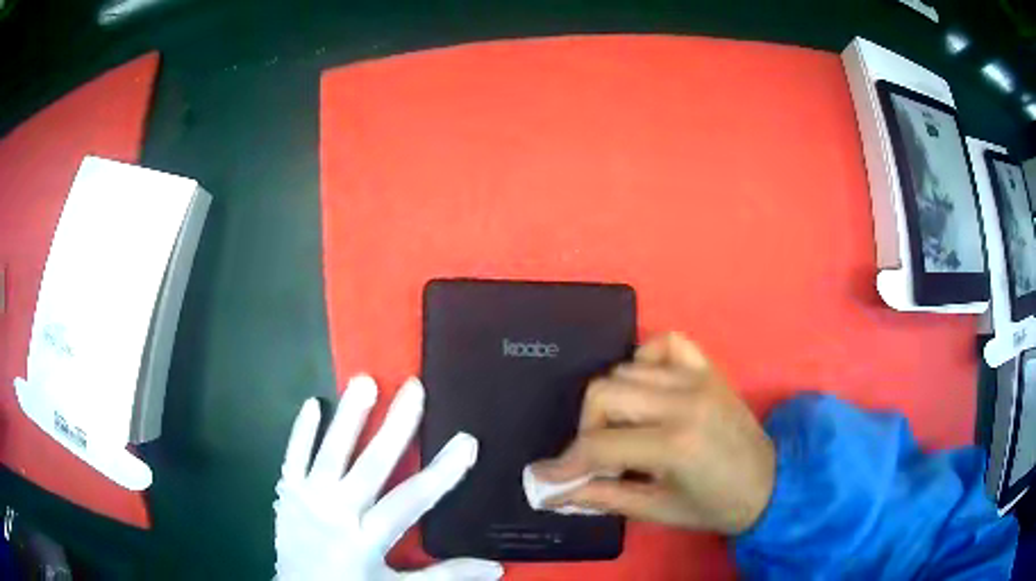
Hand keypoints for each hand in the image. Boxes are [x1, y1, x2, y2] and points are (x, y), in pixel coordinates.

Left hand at [274, 375, 502, 579]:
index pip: (410, 501)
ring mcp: (307, 499)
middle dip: (395, 426)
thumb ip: (444, 575)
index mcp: (366, 539)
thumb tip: (495, 568)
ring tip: (364, 381)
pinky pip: (293, 457)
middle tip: (413, 388)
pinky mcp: (286, 493)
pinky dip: (301, 431)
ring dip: (348, 417)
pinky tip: (311, 403)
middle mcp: (336, 513)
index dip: (441, 472)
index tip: (466, 442)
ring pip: (329, 453)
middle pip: (369, 466)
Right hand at [527, 333, 775, 534]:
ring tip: (624, 430)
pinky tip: (646, 388)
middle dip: (587, 427)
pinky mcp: (708, 368)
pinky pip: (665, 342)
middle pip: (604, 392)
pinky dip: (645, 360)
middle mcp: (684, 400)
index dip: (565, 464)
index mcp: (674, 444)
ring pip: (626, 369)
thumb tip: (550, 493)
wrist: (768, 483)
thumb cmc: (713, 505)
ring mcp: (698, 378)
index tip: (545, 477)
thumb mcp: (655, 510)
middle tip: (596, 456)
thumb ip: (601, 497)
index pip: (600, 444)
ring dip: (613, 402)